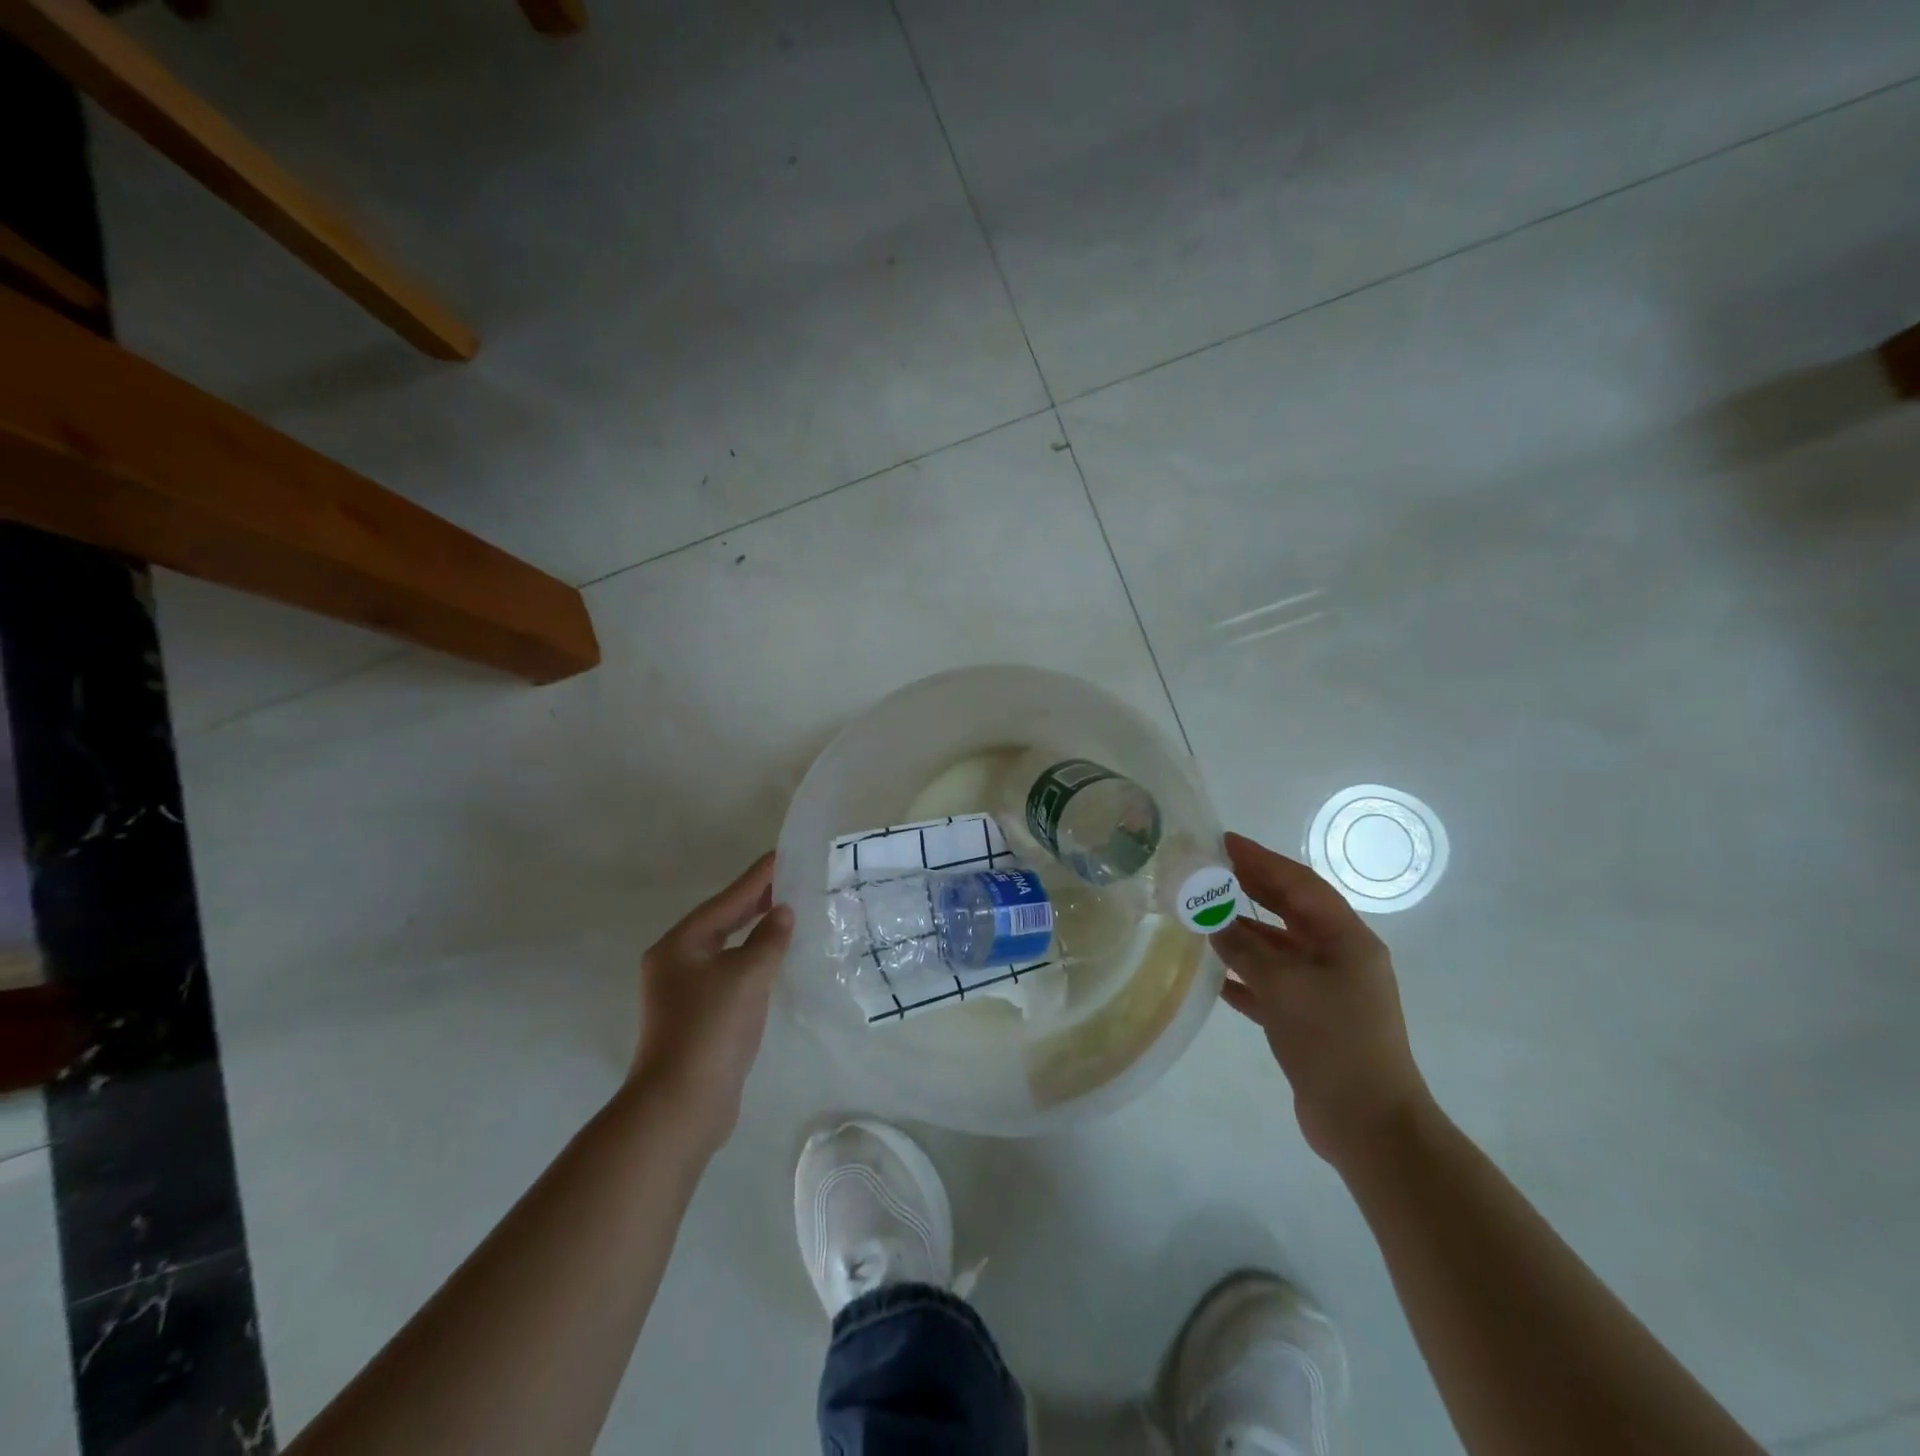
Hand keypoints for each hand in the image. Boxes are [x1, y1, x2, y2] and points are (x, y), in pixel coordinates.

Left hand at [632, 852, 793, 1147]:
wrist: (681, 1105)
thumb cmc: (711, 1029)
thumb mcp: (746, 976)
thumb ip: (769, 939)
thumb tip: (783, 913)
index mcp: (681, 944)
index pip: (727, 900)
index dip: (757, 877)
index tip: (782, 854)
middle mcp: (677, 962)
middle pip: (723, 920)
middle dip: (756, 901)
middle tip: (791, 878)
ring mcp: (684, 991)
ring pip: (727, 947)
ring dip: (756, 930)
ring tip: (788, 912)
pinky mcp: (698, 1016)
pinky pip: (730, 972)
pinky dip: (753, 959)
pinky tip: (775, 959)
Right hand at [1212, 832, 1432, 1170]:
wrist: (1369, 1125)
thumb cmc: (1332, 1042)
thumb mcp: (1283, 986)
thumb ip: (1243, 948)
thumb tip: (1212, 921)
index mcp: (1346, 940)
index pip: (1299, 884)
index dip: (1261, 860)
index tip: (1224, 841)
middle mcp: (1340, 958)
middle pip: (1290, 911)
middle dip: (1251, 889)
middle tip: (1209, 870)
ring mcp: (1328, 991)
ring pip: (1279, 949)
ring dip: (1243, 933)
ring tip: (1202, 917)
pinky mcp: (1312, 1021)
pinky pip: (1273, 986)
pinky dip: (1245, 977)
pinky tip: (1214, 977)